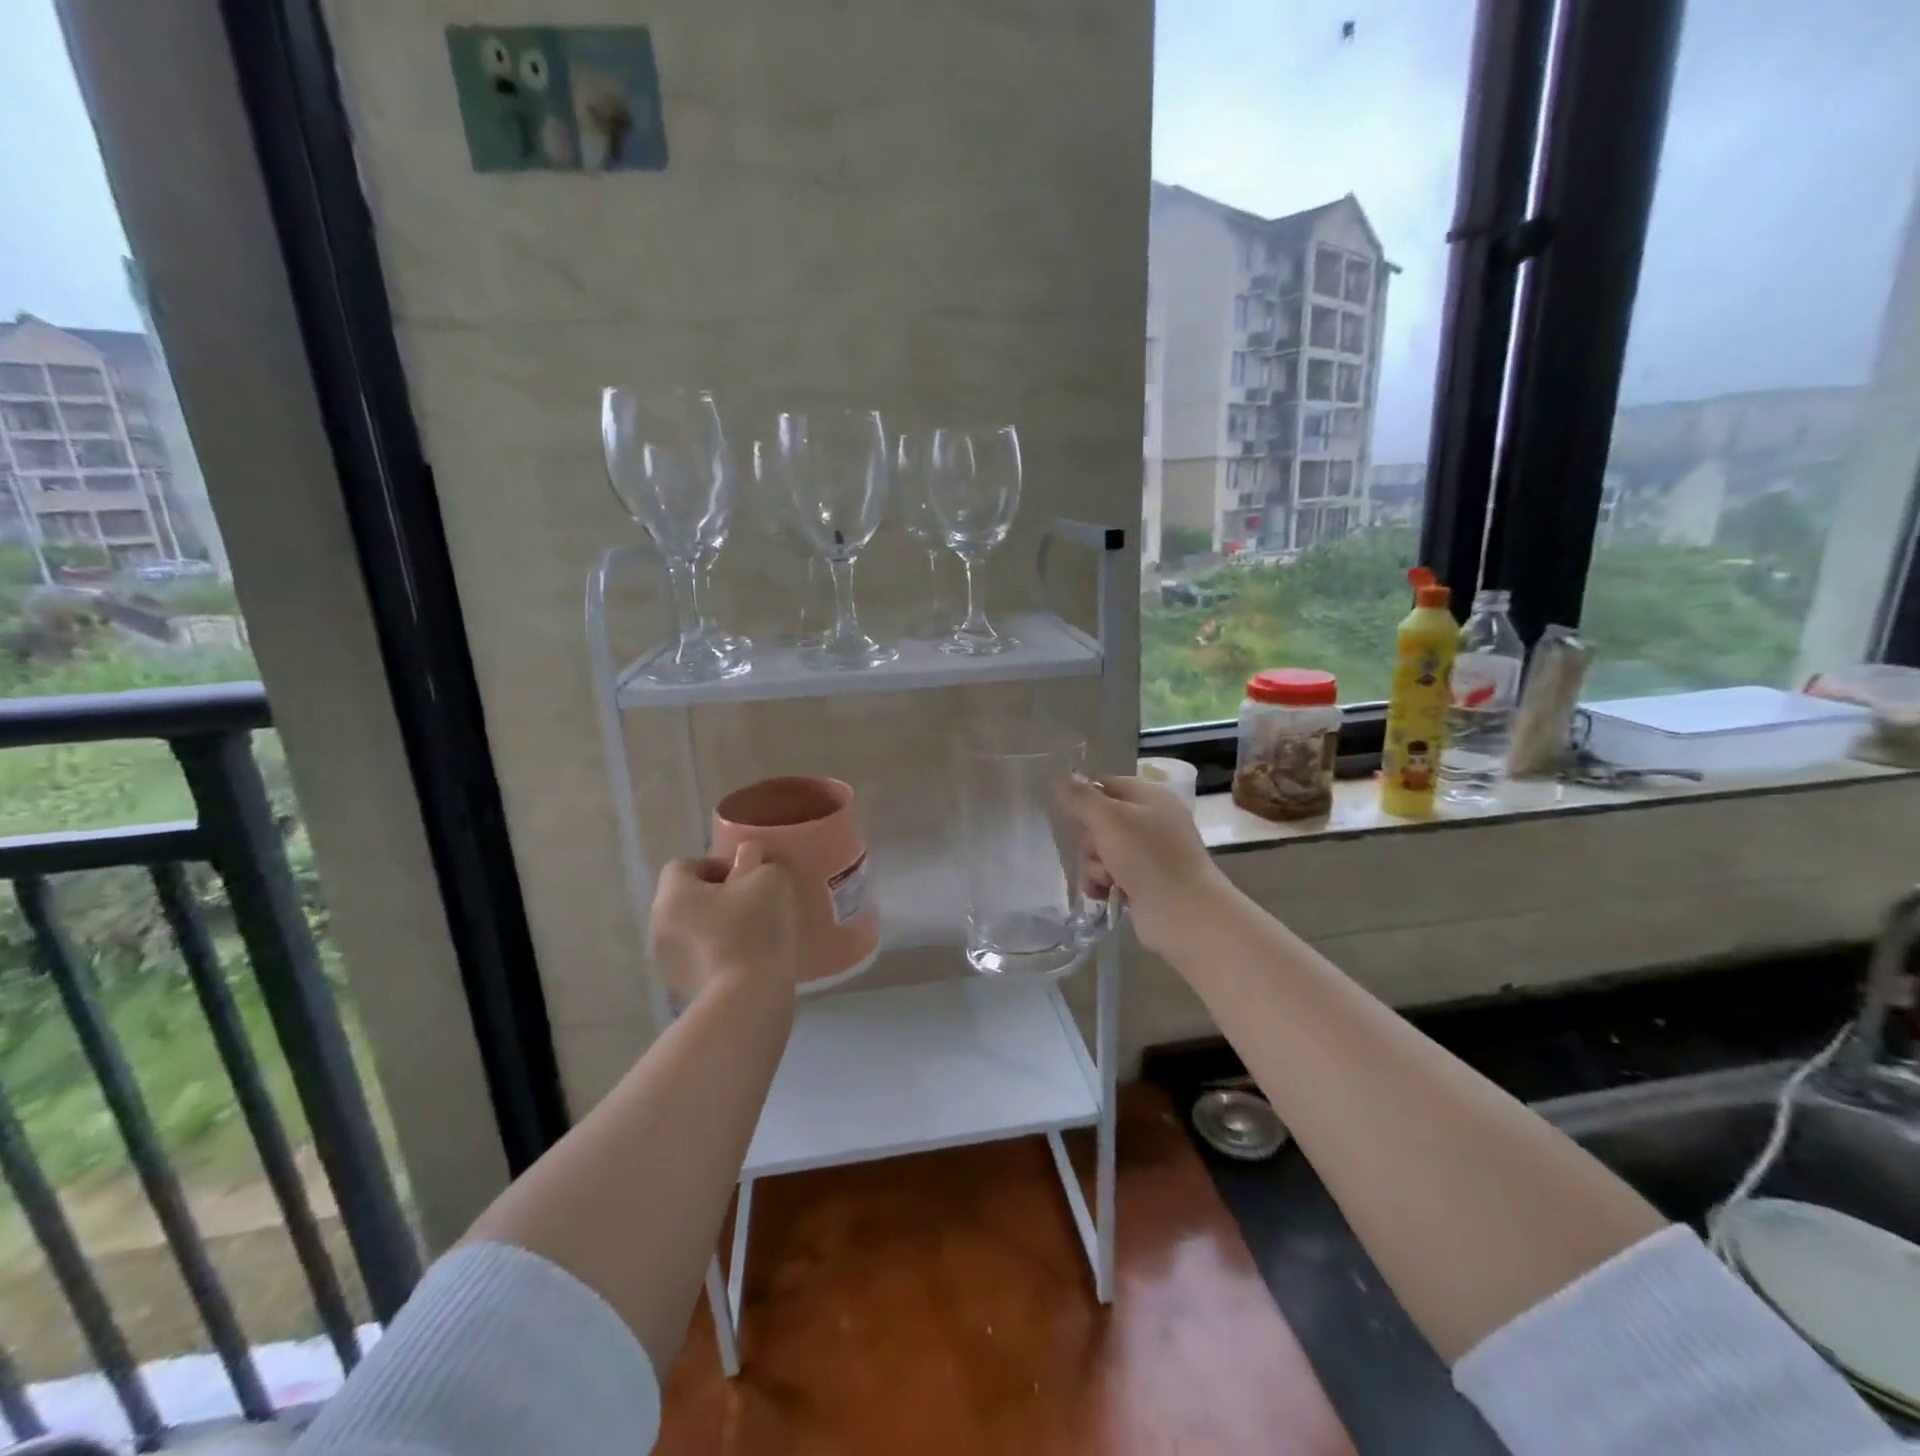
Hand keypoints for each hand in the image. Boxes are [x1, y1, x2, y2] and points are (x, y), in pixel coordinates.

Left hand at [649, 843, 797, 1003]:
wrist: (746, 999)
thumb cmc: (753, 929)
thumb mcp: (769, 880)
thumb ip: (758, 861)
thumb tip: (748, 859)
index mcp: (673, 894)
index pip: (682, 865)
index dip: (715, 865)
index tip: (745, 877)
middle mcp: (658, 925)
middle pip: (685, 898)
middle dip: (717, 896)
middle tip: (752, 903)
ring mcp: (666, 961)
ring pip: (690, 930)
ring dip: (715, 926)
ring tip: (751, 935)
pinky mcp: (680, 989)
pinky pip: (697, 958)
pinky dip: (716, 954)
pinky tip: (746, 961)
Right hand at [1057, 775, 1222, 956]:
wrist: (1182, 912)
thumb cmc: (1147, 856)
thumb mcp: (1109, 818)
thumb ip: (1080, 797)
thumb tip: (1058, 776)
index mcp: (1149, 797)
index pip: (1106, 784)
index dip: (1083, 795)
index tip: (1063, 809)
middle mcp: (1149, 822)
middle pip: (1098, 821)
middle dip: (1089, 839)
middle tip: (1097, 849)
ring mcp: (1146, 855)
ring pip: (1099, 851)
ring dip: (1094, 865)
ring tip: (1105, 878)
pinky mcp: (1141, 884)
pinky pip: (1107, 876)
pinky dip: (1101, 884)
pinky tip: (1104, 893)